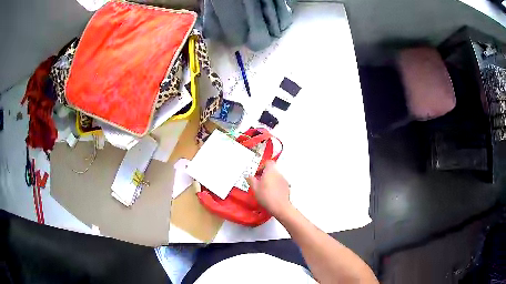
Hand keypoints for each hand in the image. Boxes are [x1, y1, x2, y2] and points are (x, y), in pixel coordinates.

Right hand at [247, 161, 291, 217]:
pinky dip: (275, 186)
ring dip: (270, 180)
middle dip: (265, 174)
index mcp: (270, 171)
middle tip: (259, 182)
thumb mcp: (255, 188)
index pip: (268, 162)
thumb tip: (248, 176)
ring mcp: (284, 180)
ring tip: (264, 189)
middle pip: (272, 169)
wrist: (280, 206)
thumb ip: (251, 180)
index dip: (262, 166)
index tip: (257, 174)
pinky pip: (279, 183)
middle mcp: (278, 173)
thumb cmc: (266, 196)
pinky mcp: (287, 187)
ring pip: (275, 177)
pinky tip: (271, 194)